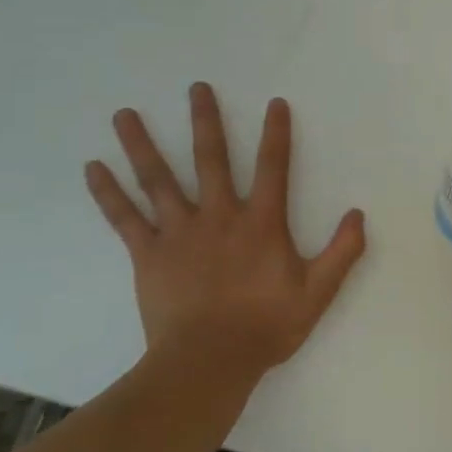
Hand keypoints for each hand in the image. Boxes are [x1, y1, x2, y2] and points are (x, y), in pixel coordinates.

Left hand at [85, 84, 366, 383]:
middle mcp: (220, 216)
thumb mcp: (318, 292)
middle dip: (206, 121)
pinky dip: (108, 193)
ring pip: (159, 179)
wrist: (209, 363)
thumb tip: (358, 214)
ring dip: (142, 144)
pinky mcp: (149, 255)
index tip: (274, 103)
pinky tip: (93, 168)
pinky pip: (125, 219)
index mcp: (262, 223)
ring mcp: (180, 233)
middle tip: (196, 88)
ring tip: (124, 114)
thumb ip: (342, 251)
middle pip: (211, 159)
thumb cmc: (266, 326)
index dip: (276, 134)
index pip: (274, 167)